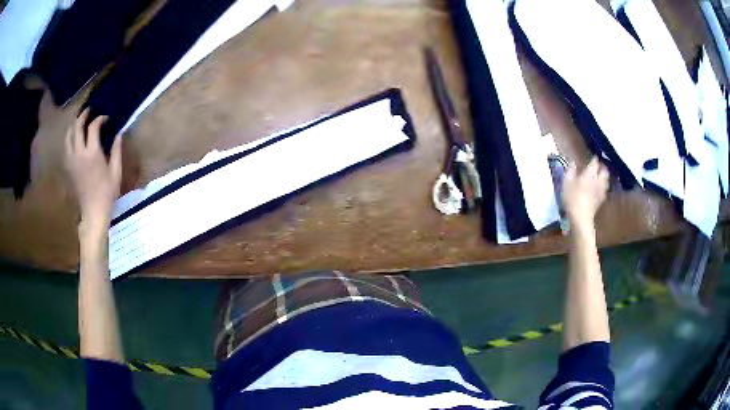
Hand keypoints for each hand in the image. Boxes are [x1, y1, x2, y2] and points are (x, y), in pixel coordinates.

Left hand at [65, 109, 121, 233]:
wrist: (92, 211)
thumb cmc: (107, 193)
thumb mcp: (116, 172)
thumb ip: (116, 151)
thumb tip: (119, 133)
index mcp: (92, 153)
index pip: (93, 127)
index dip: (99, 119)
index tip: (106, 119)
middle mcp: (79, 153)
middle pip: (77, 126)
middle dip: (83, 116)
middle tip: (89, 111)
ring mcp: (71, 160)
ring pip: (69, 135)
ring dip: (74, 125)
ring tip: (80, 122)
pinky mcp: (68, 167)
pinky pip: (66, 146)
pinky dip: (69, 138)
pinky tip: (74, 138)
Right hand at [561, 157, 608, 229]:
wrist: (581, 217)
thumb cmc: (572, 198)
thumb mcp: (566, 182)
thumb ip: (570, 171)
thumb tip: (572, 162)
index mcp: (590, 173)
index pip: (594, 162)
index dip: (594, 159)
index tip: (592, 158)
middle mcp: (598, 180)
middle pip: (604, 171)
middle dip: (602, 167)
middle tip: (598, 166)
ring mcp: (601, 190)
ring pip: (606, 180)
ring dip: (604, 176)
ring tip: (600, 176)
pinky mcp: (601, 200)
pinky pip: (604, 189)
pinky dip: (603, 186)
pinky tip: (599, 188)